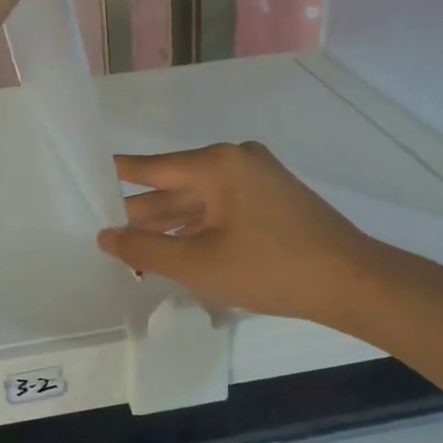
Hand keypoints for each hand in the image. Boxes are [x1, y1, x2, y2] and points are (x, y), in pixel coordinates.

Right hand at [98, 143, 374, 324]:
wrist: (352, 282)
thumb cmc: (271, 268)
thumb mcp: (199, 264)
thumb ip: (145, 250)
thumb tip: (106, 236)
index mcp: (217, 164)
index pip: (152, 167)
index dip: (119, 177)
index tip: (89, 179)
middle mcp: (236, 160)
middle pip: (176, 185)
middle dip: (144, 212)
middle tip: (106, 231)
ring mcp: (259, 177)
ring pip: (200, 199)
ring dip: (172, 224)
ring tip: (135, 248)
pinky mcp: (274, 197)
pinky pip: (223, 207)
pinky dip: (200, 227)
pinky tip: (178, 249)